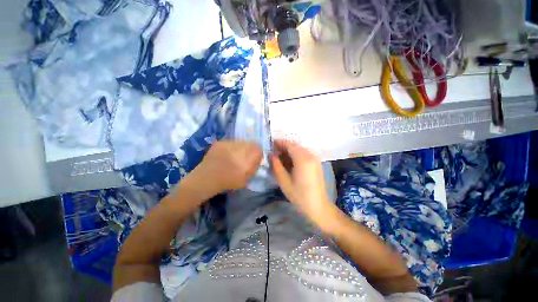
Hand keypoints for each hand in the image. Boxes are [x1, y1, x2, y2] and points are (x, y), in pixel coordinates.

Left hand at [194, 140, 262, 192]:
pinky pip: (230, 142)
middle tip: (244, 157)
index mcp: (249, 158)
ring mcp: (230, 143)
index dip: (257, 154)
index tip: (254, 159)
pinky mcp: (221, 142)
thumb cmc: (229, 181)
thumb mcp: (246, 179)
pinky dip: (230, 147)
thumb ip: (253, 168)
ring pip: (240, 142)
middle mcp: (241, 147)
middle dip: (250, 149)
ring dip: (240, 147)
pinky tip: (225, 154)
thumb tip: (257, 160)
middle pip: (251, 144)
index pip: (259, 149)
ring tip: (234, 155)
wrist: (208, 178)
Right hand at [270, 140, 332, 224]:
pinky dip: (296, 155)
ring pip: (299, 149)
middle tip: (274, 152)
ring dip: (289, 151)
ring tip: (280, 157)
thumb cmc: (299, 195)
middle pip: (295, 146)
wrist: (317, 205)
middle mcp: (310, 155)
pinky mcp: (316, 163)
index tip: (271, 144)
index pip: (289, 145)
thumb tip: (271, 154)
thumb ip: (276, 165)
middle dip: (284, 147)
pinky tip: (289, 162)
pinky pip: (304, 154)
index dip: (279, 143)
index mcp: (302, 159)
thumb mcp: (284, 181)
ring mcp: (315, 159)